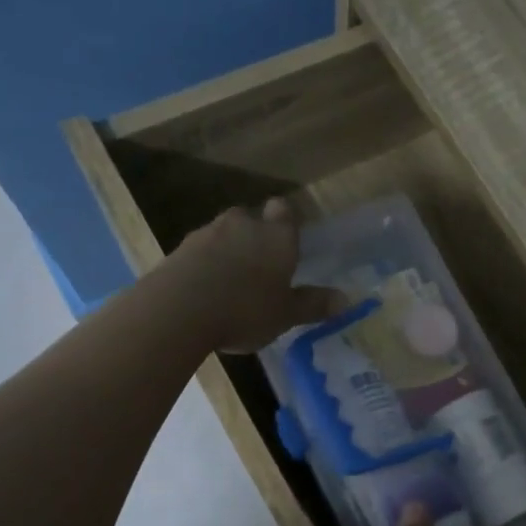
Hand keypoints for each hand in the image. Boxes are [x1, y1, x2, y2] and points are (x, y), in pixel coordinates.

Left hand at [163, 199, 338, 353]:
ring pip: (223, 233)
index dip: (286, 220)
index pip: (284, 210)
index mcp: (276, 236)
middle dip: (256, 235)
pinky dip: (205, 264)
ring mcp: (207, 234)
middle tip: (261, 265)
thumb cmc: (245, 310)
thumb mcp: (286, 315)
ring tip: (232, 282)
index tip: (288, 239)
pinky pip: (199, 251)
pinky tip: (206, 291)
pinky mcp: (179, 250)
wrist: (178, 310)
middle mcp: (242, 225)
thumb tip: (347, 299)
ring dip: (228, 250)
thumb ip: (313, 305)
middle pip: (251, 218)